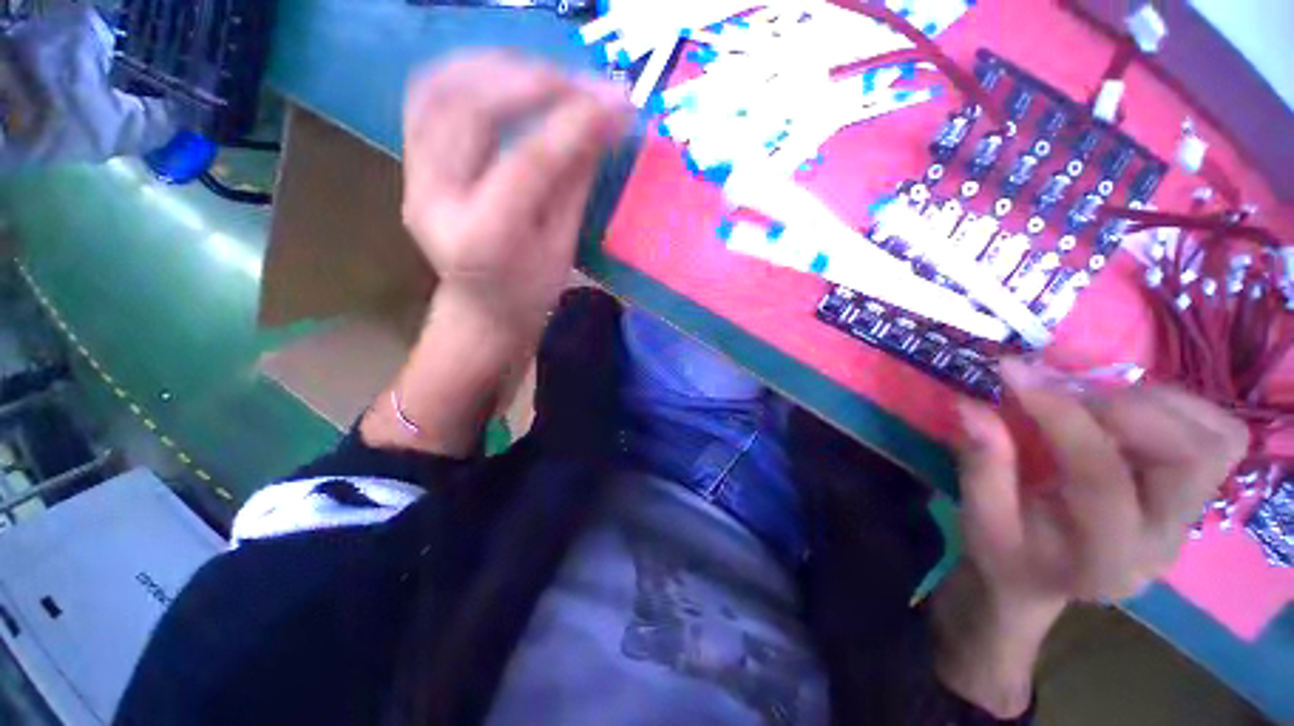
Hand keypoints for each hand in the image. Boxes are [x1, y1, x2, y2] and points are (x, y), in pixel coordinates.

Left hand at [361, 53, 629, 455]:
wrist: (480, 313)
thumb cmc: (530, 294)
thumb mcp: (562, 248)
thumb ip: (576, 183)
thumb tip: (604, 125)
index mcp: (485, 237)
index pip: (530, 162)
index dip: (576, 124)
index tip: (618, 103)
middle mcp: (436, 200)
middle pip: (474, 111)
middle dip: (536, 82)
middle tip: (585, 81)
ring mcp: (414, 178)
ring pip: (442, 92)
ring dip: (500, 68)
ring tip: (550, 73)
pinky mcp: (410, 166)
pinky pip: (429, 98)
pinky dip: (469, 74)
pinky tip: (505, 75)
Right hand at [933, 358, 1247, 716]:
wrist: (1045, 578)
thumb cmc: (1007, 554)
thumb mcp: (980, 519)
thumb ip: (982, 463)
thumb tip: (972, 403)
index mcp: (1105, 558)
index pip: (1103, 478)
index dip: (1061, 416)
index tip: (1012, 372)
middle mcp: (1164, 539)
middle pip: (1189, 457)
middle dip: (1126, 408)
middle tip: (1065, 391)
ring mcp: (1189, 517)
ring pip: (1214, 440)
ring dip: (1153, 403)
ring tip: (1092, 401)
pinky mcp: (1197, 494)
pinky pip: (1218, 435)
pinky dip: (1175, 408)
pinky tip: (1124, 412)